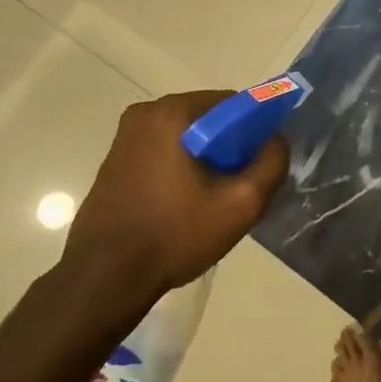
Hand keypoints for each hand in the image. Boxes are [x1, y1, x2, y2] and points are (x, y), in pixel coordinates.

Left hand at [63, 91, 288, 297]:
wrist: (105, 278)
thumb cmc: (175, 235)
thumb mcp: (241, 203)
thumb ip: (271, 163)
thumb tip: (275, 139)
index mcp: (173, 112)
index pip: (233, 104)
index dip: (255, 131)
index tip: (257, 165)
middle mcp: (145, 113)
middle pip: (208, 118)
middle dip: (229, 146)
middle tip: (236, 187)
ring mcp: (125, 136)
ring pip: (186, 136)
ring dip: (205, 159)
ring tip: (210, 200)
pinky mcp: (114, 159)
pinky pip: (163, 150)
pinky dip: (181, 167)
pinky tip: (183, 204)